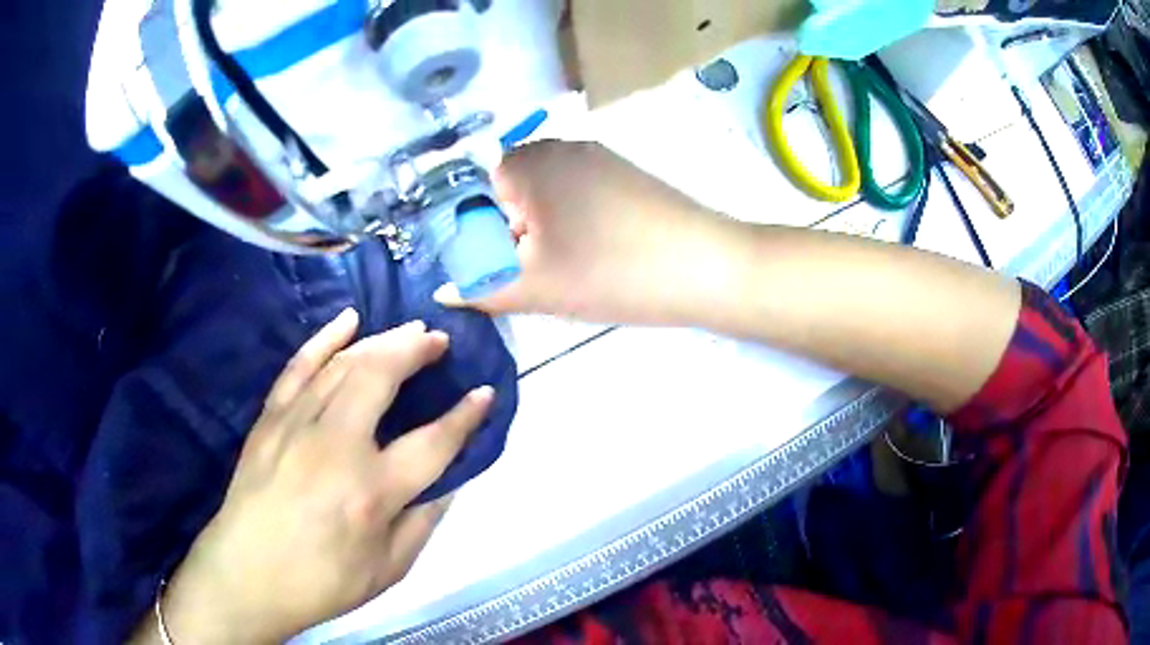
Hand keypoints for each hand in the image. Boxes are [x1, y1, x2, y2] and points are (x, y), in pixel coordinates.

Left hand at [137, 310, 493, 643]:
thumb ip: (422, 523)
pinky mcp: (270, 418)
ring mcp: (298, 425)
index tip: (485, 392)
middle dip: (416, 350)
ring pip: (343, 364)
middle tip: (438, 340)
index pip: (434, 443)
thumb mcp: (388, 569)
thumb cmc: (322, 580)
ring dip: (381, 340)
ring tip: (407, 332)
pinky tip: (347, 320)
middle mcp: (337, 446)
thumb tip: (447, 483)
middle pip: (382, 377)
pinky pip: (298, 366)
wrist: (248, 573)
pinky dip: (324, 338)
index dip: (465, 416)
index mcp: (373, 491)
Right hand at [435, 141, 725, 324]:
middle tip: (540, 272)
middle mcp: (558, 146)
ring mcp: (597, 155)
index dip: (483, 236)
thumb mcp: (535, 288)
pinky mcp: (625, 173)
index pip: (476, 195)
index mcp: (527, 163)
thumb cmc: (609, 272)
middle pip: (511, 193)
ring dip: (546, 230)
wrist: (706, 266)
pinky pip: (579, 193)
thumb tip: (443, 293)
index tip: (508, 267)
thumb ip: (480, 289)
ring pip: (547, 195)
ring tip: (571, 267)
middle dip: (514, 234)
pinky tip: (599, 251)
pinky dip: (576, 221)